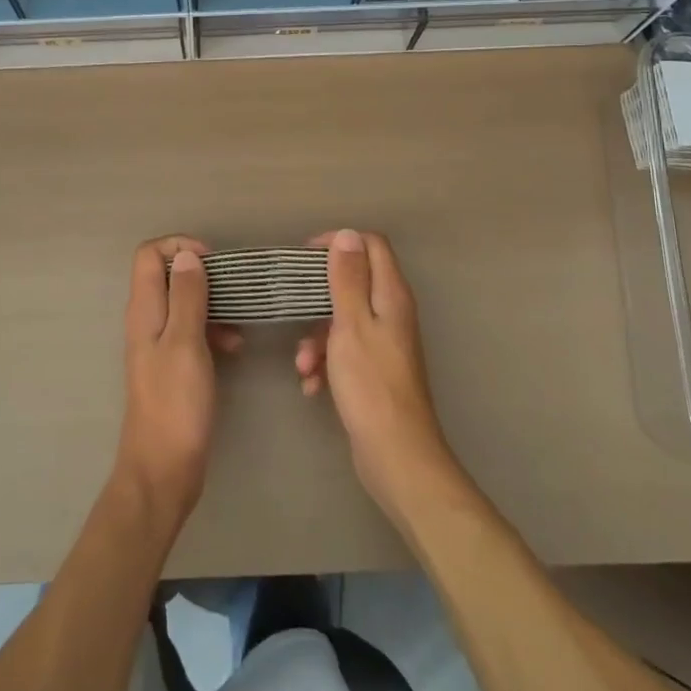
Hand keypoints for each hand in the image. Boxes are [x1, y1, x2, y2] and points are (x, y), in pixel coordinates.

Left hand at [114, 236, 242, 524]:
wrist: (163, 471)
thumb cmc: (175, 404)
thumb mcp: (185, 343)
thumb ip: (186, 296)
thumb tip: (187, 256)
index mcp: (144, 310)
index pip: (149, 253)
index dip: (179, 246)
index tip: (213, 260)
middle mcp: (146, 320)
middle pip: (167, 274)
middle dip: (201, 273)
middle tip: (233, 286)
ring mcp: (158, 343)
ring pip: (183, 303)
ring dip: (212, 303)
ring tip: (240, 321)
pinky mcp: (172, 365)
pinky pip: (192, 331)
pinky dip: (213, 330)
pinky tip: (236, 346)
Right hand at [296, 230, 454, 517]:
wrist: (395, 456)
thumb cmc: (371, 383)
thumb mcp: (351, 323)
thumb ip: (347, 278)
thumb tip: (348, 234)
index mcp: (391, 295)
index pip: (371, 245)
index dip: (340, 242)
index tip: (306, 257)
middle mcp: (392, 313)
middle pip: (354, 282)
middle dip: (319, 296)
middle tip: (294, 304)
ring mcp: (385, 344)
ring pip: (343, 320)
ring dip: (317, 336)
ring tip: (303, 364)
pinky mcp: (375, 371)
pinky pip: (344, 351)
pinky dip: (326, 362)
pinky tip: (312, 385)